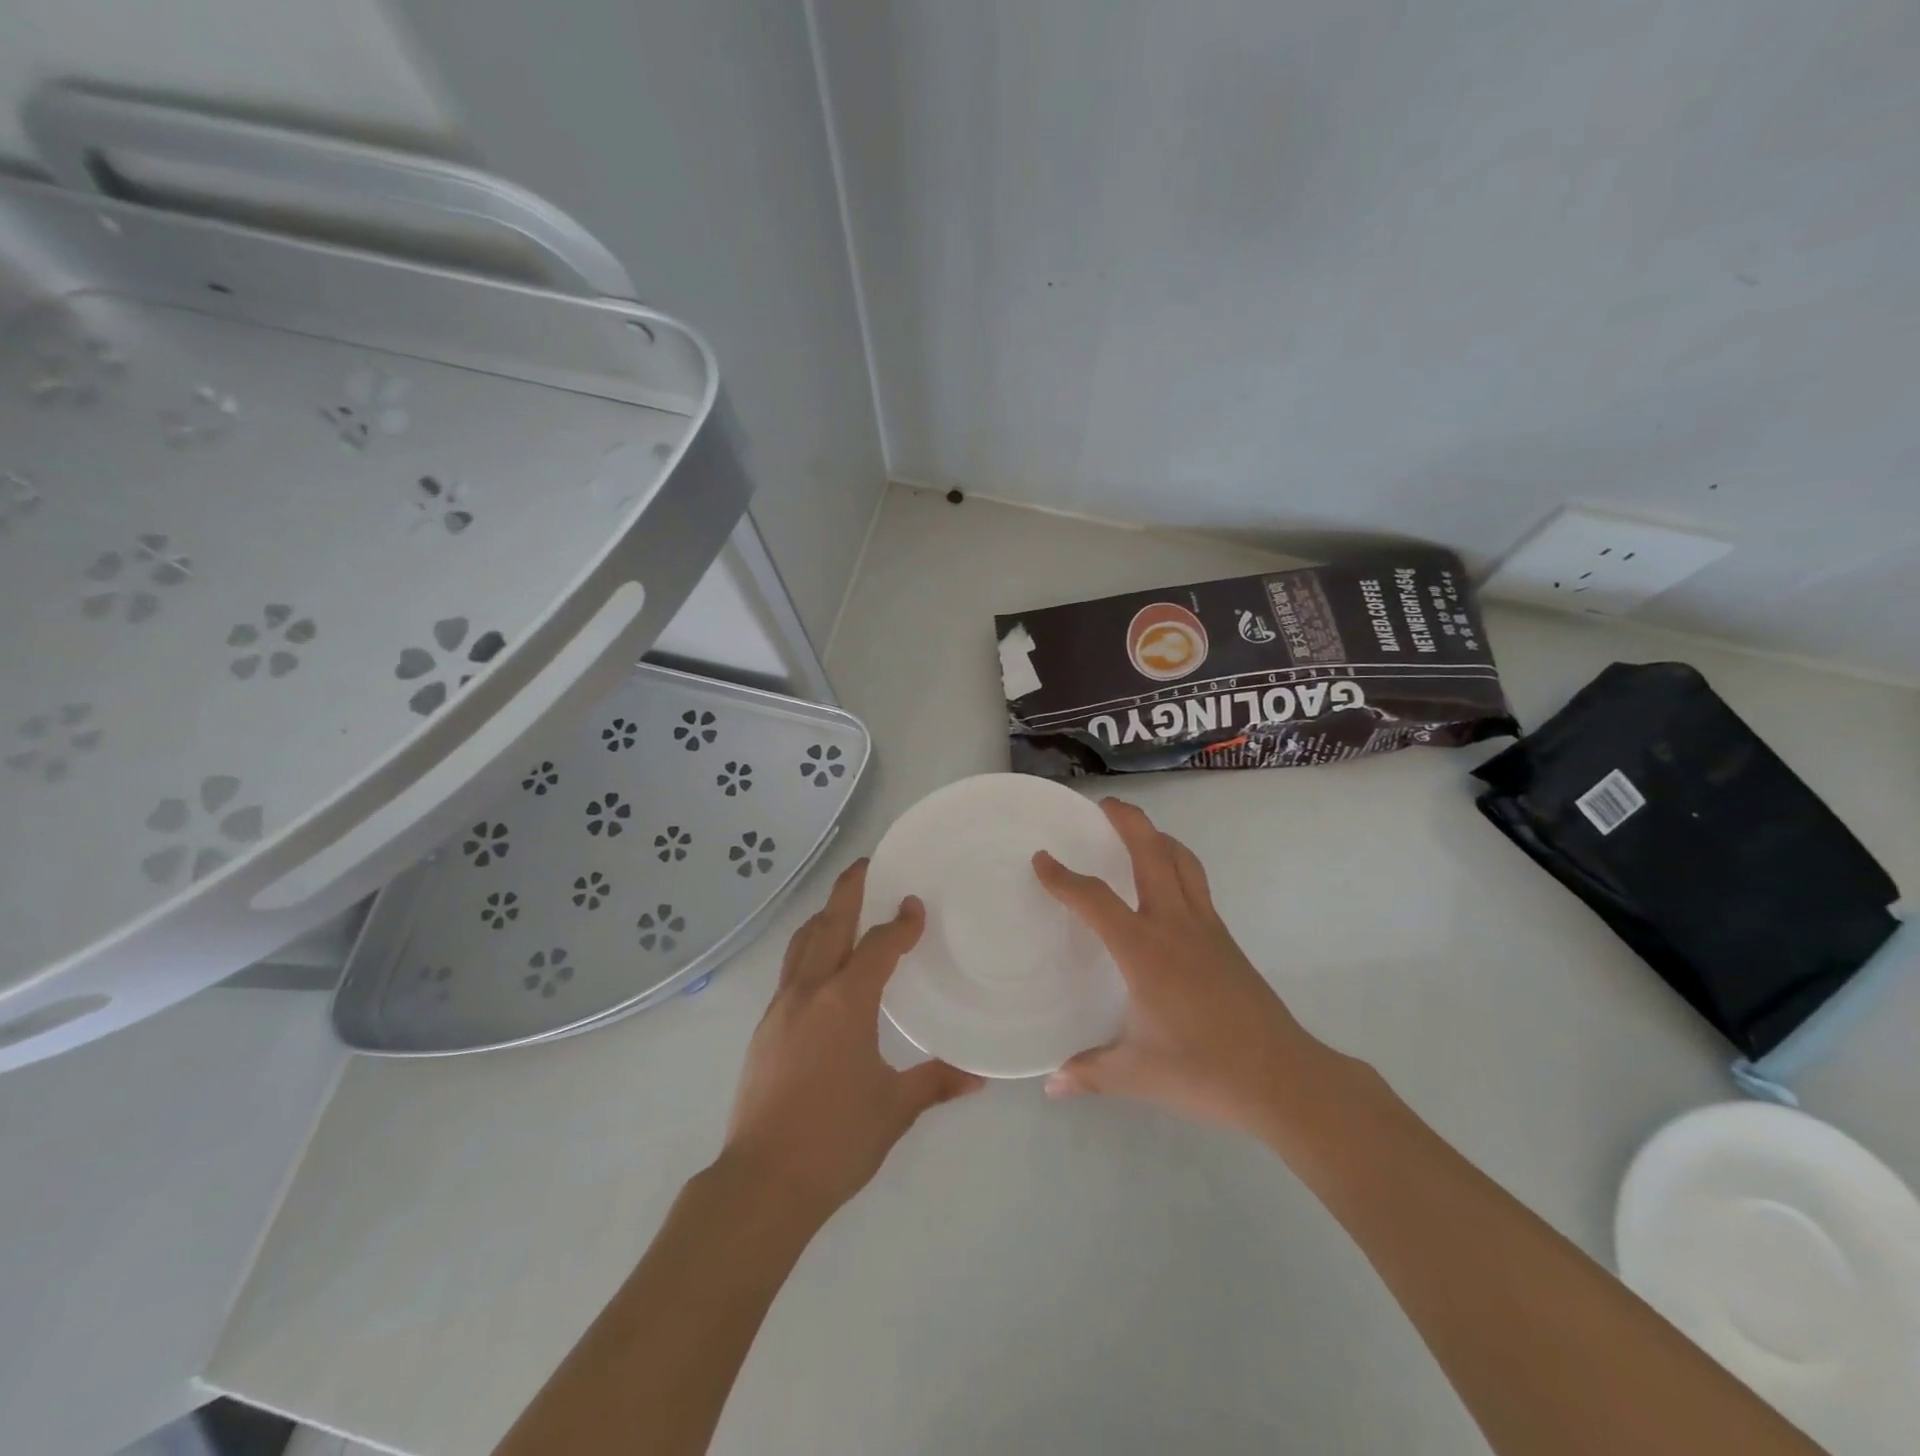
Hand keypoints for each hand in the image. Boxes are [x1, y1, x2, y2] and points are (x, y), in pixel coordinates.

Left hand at [720, 859, 983, 1218]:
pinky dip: (809, 951)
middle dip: (848, 891)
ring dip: (823, 918)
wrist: (762, 1183)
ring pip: (801, 944)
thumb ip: (936, 1083)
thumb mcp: (895, 1109)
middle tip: (865, 864)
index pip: (878, 946)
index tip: (915, 906)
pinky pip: (790, 971)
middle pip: (828, 925)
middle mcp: (809, 992)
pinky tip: (822, 970)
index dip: (900, 923)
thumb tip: (979, 1076)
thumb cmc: (835, 1140)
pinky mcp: (764, 1030)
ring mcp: (780, 1009)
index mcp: (845, 1002)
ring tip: (841, 907)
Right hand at [1033, 798, 1327, 1135]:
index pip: (1095, 899)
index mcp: (1144, 950)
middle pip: (1151, 853)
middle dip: (1127, 822)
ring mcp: (1206, 928)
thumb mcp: (1136, 1074)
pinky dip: (1178, 866)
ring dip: (1158, 837)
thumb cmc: (1204, 1070)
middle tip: (1103, 805)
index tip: (1042, 859)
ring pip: (1182, 862)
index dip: (1063, 877)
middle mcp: (1175, 925)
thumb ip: (1090, 1072)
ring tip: (1139, 832)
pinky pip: (1197, 885)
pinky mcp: (1226, 940)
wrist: (1283, 1078)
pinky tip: (1168, 885)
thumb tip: (1051, 1084)